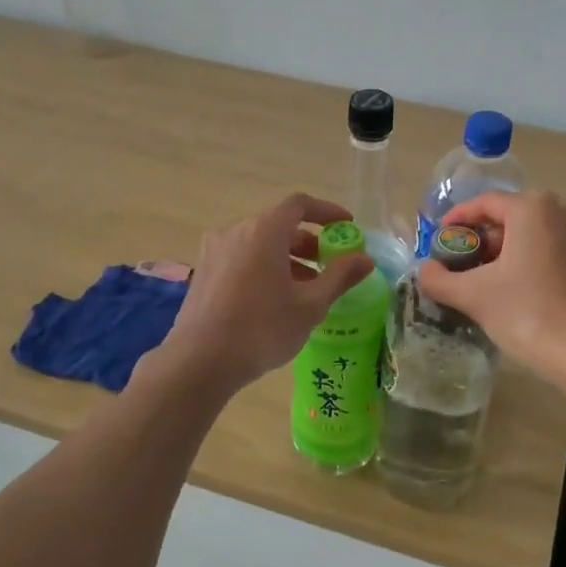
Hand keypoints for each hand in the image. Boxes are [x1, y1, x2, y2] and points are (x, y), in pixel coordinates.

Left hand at [159, 193, 375, 393]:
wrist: (200, 361)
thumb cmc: (262, 329)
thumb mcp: (310, 305)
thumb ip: (339, 277)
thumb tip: (365, 259)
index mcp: (264, 231)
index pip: (299, 204)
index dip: (326, 212)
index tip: (346, 227)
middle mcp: (235, 231)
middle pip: (278, 224)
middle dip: (308, 241)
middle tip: (329, 265)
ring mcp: (214, 252)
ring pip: (258, 243)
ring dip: (286, 258)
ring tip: (306, 288)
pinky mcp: (203, 273)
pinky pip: (241, 258)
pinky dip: (264, 267)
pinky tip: (274, 299)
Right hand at [417, 190, 565, 383]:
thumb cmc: (529, 313)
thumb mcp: (474, 295)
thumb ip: (440, 279)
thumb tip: (424, 271)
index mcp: (533, 208)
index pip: (484, 203)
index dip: (456, 221)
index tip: (438, 241)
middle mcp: (564, 211)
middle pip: (510, 218)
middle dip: (480, 240)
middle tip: (457, 265)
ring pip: (533, 236)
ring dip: (504, 254)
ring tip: (480, 282)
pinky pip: (552, 252)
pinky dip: (528, 263)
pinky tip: (513, 292)